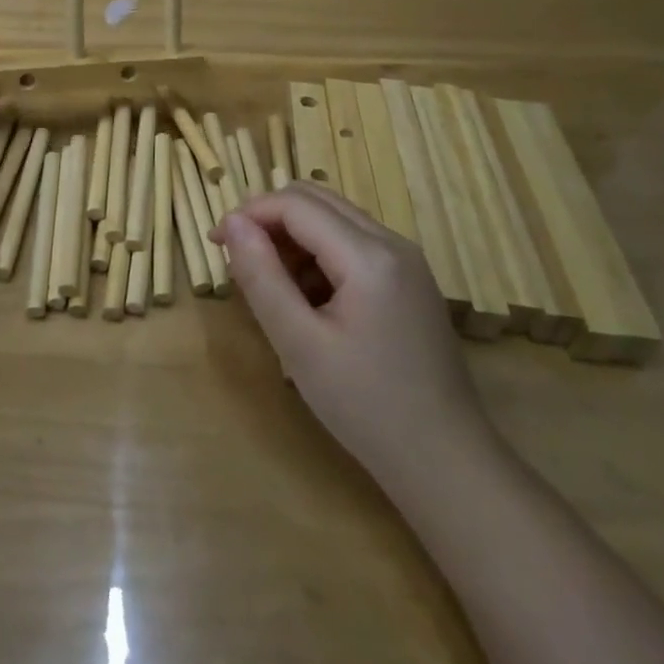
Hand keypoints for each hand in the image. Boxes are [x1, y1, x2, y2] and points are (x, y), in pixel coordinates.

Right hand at [213, 183, 490, 487]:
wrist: (447, 464)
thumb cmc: (366, 407)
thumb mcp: (299, 344)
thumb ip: (261, 277)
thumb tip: (232, 223)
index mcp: (368, 255)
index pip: (295, 204)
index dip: (248, 213)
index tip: (215, 242)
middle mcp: (392, 242)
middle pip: (316, 198)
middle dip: (269, 218)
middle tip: (239, 259)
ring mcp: (407, 260)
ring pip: (334, 217)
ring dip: (293, 235)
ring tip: (270, 284)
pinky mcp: (410, 279)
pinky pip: (353, 241)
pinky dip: (319, 252)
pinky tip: (307, 298)